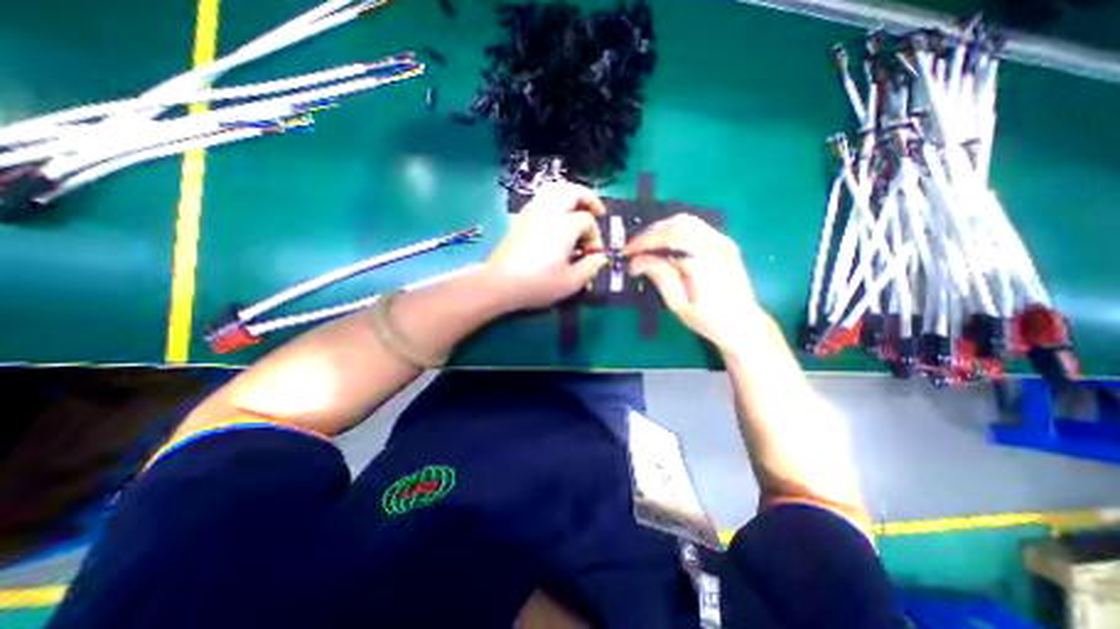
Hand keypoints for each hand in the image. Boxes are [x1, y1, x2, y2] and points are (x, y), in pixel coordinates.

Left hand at [489, 180, 609, 309]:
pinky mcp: (520, 218)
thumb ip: (591, 267)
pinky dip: (555, 202)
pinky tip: (556, 219)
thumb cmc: (538, 283)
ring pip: (555, 191)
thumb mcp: (572, 282)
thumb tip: (600, 258)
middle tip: (597, 211)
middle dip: (588, 199)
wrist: (500, 283)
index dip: (595, 237)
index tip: (593, 255)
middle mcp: (549, 211)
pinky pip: (542, 200)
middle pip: (572, 191)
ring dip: (571, 197)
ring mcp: (532, 212)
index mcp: (565, 224)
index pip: (587, 221)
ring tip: (577, 210)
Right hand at [627, 214, 765, 352]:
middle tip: (634, 250)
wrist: (744, 324)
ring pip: (686, 221)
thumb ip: (660, 276)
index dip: (644, 242)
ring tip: (646, 246)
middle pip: (677, 224)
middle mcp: (716, 244)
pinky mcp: (723, 243)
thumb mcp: (679, 304)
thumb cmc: (708, 320)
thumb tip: (637, 260)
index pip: (669, 238)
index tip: (627, 252)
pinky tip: (665, 244)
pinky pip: (695, 226)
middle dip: (651, 233)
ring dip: (662, 230)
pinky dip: (675, 230)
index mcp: (705, 260)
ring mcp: (722, 241)